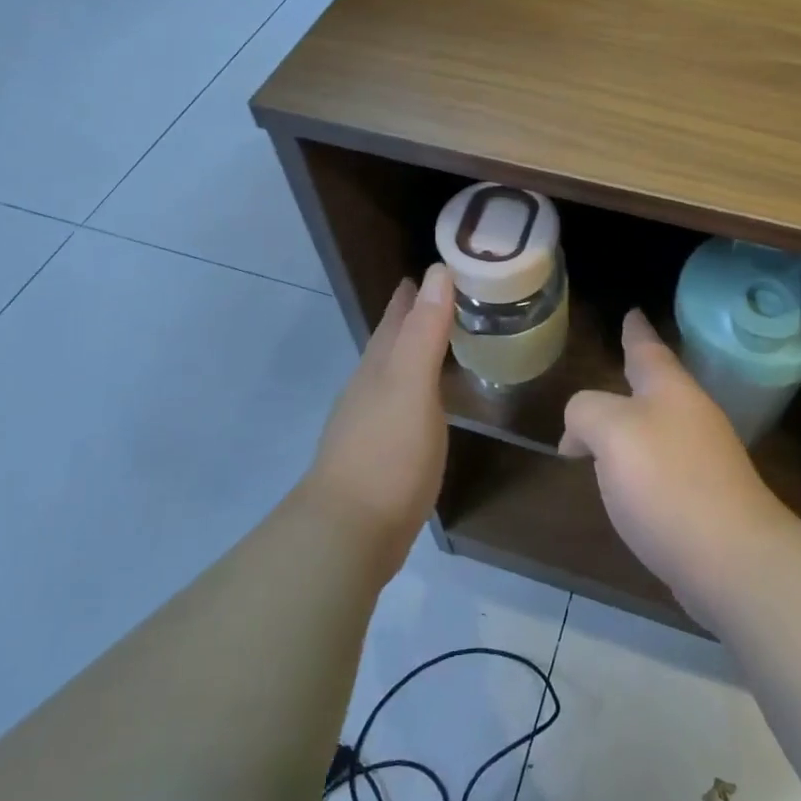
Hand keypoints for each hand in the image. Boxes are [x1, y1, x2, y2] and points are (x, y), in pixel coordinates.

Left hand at [306, 264, 454, 572]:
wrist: (349, 534)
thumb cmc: (386, 452)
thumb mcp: (411, 384)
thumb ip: (425, 331)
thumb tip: (438, 271)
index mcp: (380, 365)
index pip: (398, 314)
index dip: (417, 290)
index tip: (443, 266)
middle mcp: (371, 386)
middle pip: (393, 340)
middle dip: (417, 316)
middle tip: (452, 296)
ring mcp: (373, 421)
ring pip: (398, 371)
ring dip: (419, 352)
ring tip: (447, 340)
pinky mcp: (383, 453)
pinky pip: (406, 403)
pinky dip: (422, 389)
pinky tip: (431, 399)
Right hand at [561, 311, 795, 621]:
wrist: (732, 558)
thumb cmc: (668, 481)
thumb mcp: (611, 431)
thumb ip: (586, 413)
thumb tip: (578, 434)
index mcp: (670, 390)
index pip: (648, 348)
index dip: (636, 331)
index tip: (632, 311)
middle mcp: (691, 416)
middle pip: (658, 385)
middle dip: (637, 373)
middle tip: (619, 361)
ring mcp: (703, 458)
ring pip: (660, 424)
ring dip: (635, 420)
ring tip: (611, 421)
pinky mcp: (704, 498)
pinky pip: (663, 464)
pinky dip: (640, 461)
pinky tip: (627, 478)